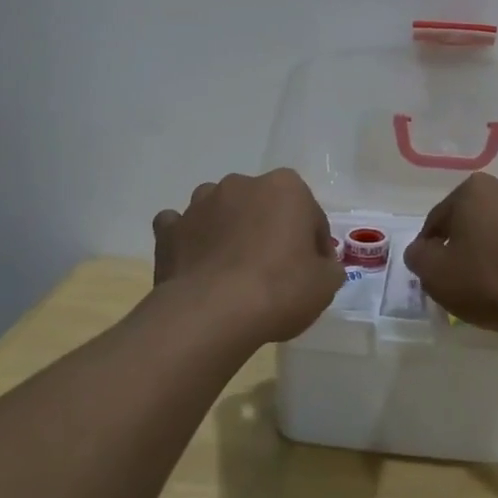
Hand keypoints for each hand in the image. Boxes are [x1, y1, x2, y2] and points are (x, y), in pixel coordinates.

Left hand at [151, 169, 345, 344]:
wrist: (212, 313)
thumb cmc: (279, 289)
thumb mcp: (326, 284)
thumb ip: (328, 266)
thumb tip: (320, 265)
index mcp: (286, 187)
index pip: (309, 214)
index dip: (314, 244)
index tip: (313, 272)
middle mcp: (242, 184)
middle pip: (264, 207)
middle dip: (269, 230)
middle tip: (275, 271)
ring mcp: (201, 204)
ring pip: (222, 210)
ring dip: (228, 229)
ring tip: (233, 269)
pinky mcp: (170, 230)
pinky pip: (182, 228)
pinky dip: (189, 241)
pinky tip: (197, 264)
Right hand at [404, 173, 497, 335]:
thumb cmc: (494, 280)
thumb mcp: (438, 275)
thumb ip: (419, 258)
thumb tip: (422, 250)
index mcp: (473, 190)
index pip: (437, 221)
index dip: (429, 251)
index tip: (433, 277)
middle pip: (473, 223)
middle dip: (465, 249)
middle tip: (462, 284)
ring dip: (495, 255)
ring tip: (496, 291)